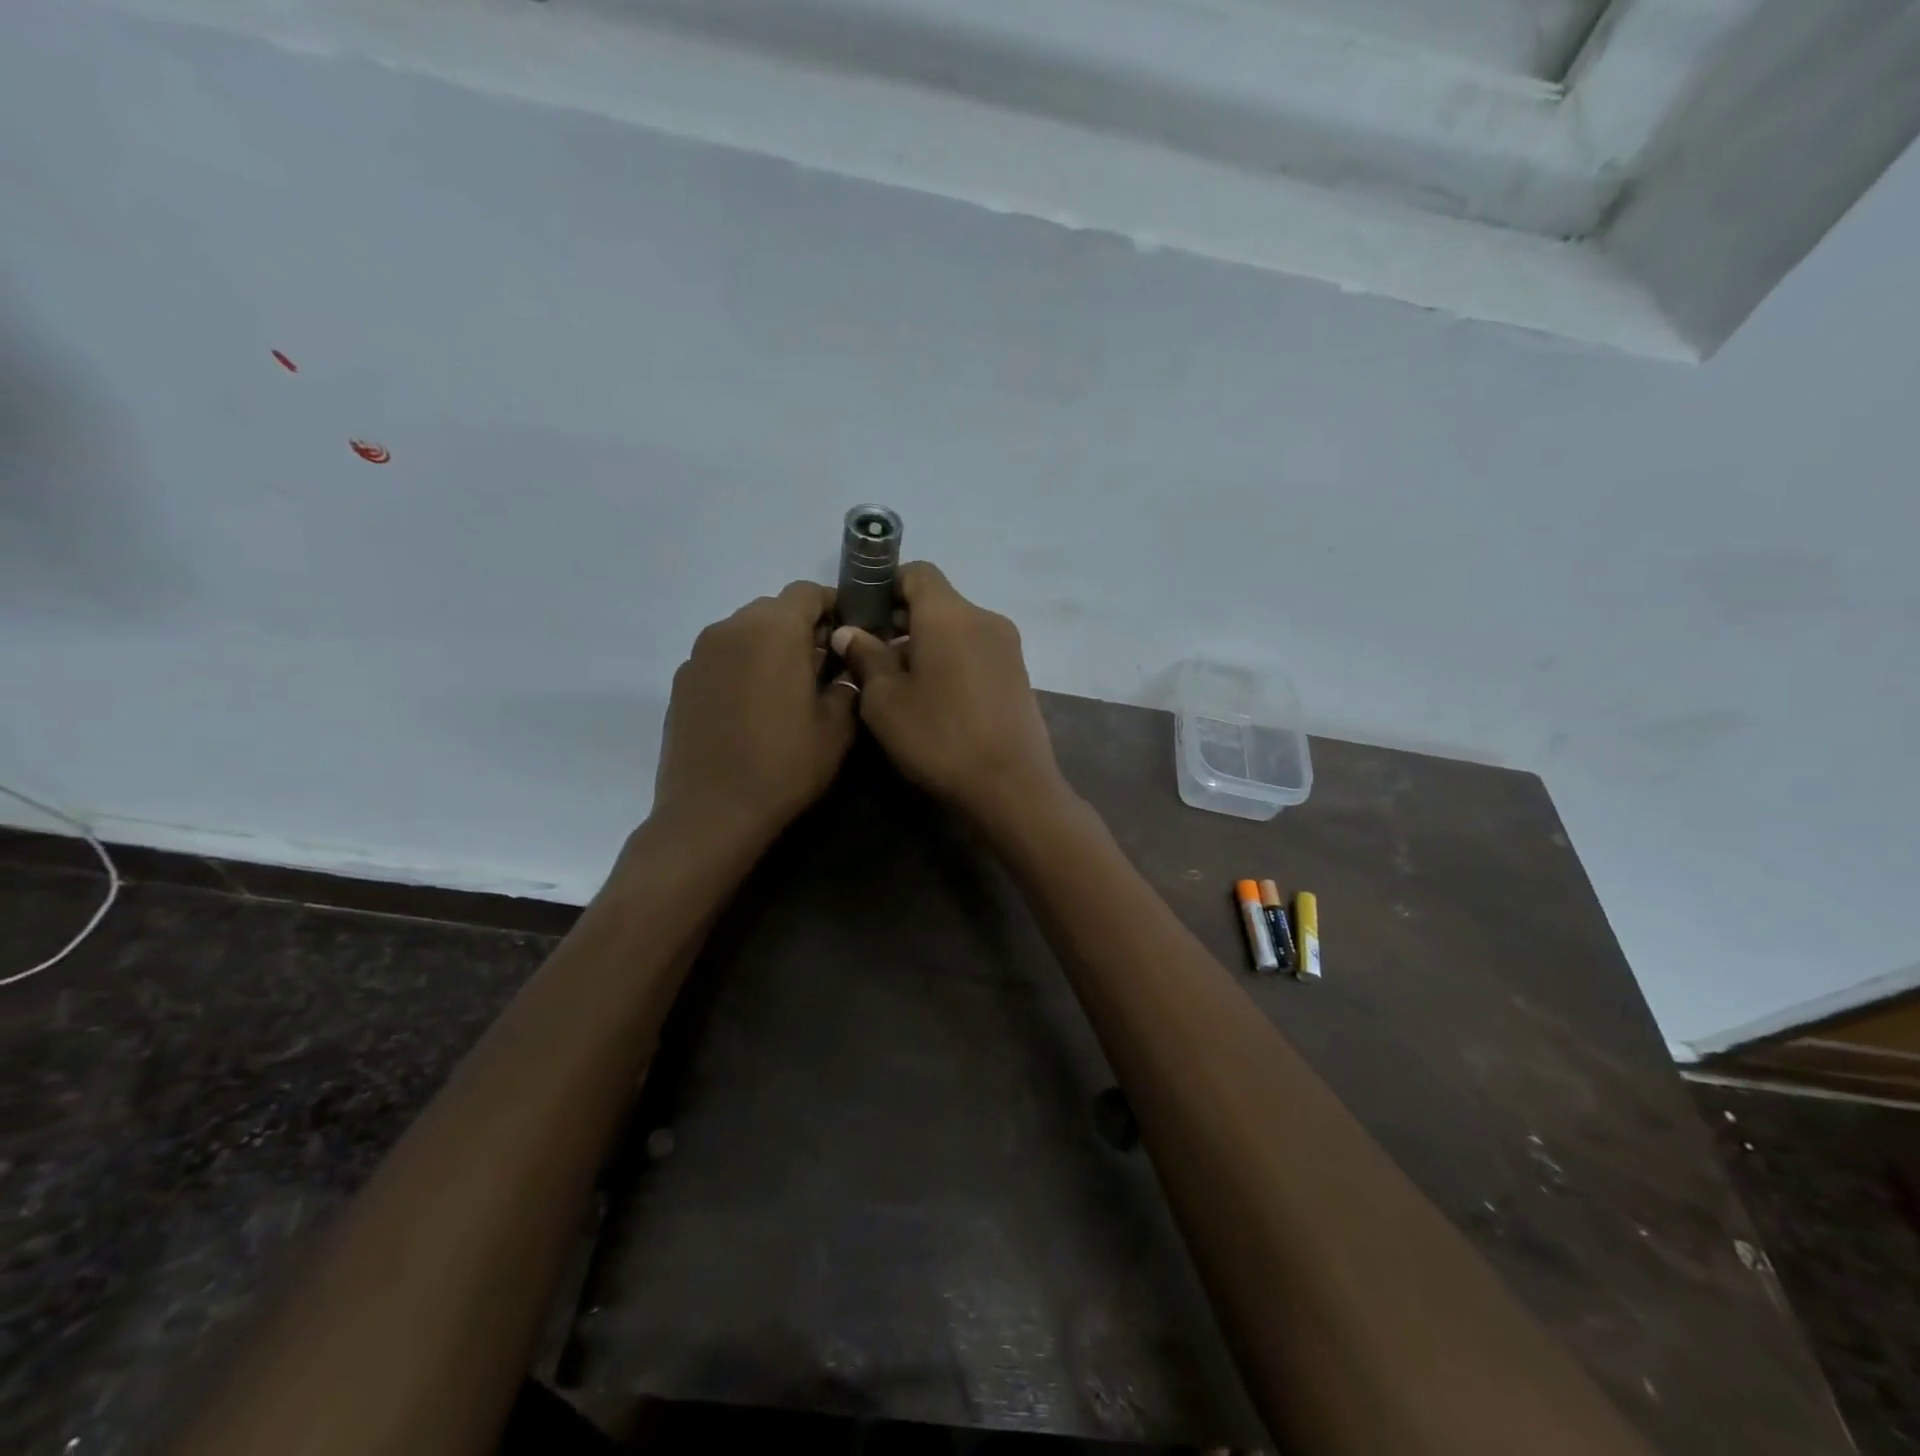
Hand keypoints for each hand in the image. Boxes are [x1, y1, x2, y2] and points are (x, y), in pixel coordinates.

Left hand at [652, 581, 857, 847]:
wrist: (711, 813)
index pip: (807, 591)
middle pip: (774, 608)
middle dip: (801, 628)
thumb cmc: (784, 767)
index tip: (848, 635)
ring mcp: (700, 654)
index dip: (833, 606)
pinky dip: (742, 666)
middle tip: (822, 667)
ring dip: (770, 646)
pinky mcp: (682, 680)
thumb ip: (847, 684)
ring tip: (786, 689)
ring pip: (745, 631)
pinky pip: (721, 656)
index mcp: (774, 631)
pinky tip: (752, 707)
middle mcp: (732, 628)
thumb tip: (842, 664)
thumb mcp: (836, 729)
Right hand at [830, 562, 1072, 832]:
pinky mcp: (1019, 674)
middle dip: (902, 621)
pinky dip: (952, 662)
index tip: (863, 616)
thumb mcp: (885, 701)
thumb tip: (851, 632)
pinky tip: (938, 701)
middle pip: (938, 602)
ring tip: (904, 686)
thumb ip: (866, 657)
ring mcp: (1008, 647)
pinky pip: (976, 652)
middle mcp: (985, 618)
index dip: (885, 585)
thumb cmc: (939, 737)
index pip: (917, 572)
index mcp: (950, 614)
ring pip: (957, 629)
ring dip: (927, 645)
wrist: (1011, 786)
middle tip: (874, 659)